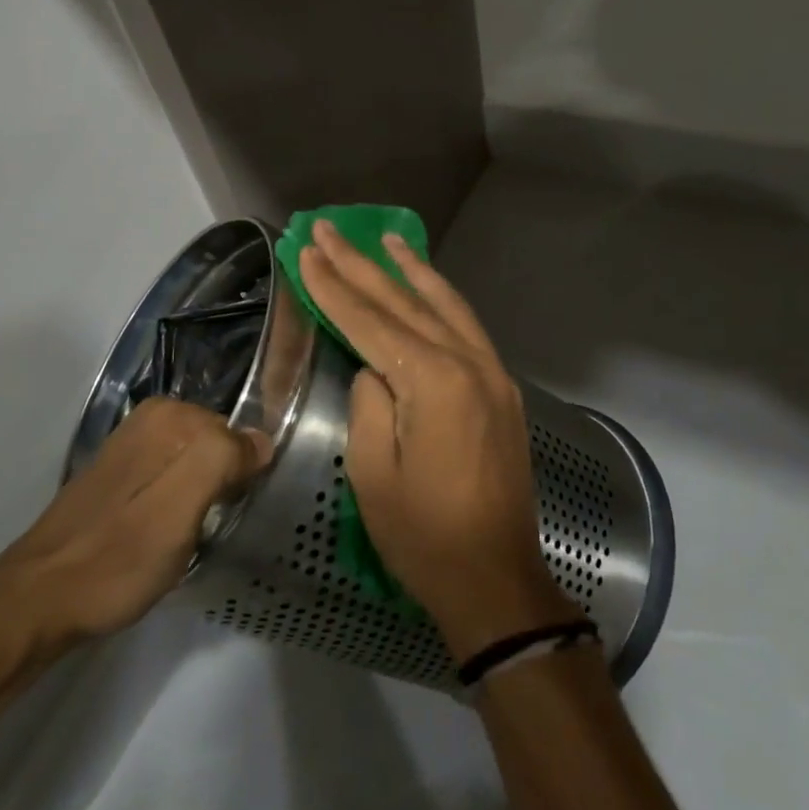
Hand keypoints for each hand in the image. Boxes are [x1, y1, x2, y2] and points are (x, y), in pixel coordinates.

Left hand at [0, 398, 266, 650]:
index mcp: (169, 415)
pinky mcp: (121, 477)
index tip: (228, 514)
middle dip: (223, 485)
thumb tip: (262, 441)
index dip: (241, 477)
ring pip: (197, 467)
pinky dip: (180, 506)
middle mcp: (151, 419)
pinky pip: (173, 480)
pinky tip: (164, 536)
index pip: (239, 435)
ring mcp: (133, 447)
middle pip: (218, 448)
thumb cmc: (118, 555)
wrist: (41, 599)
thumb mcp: (181, 506)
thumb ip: (223, 459)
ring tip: (187, 537)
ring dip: (201, 500)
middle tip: (206, 529)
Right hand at [299, 220, 579, 658]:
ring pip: (446, 306)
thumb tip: (374, 369)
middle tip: (328, 230)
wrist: (495, 579)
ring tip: (385, 239)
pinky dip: (442, 300)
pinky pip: (467, 329)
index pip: (370, 322)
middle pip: (405, 303)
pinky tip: (426, 287)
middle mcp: (469, 364)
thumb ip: (369, 404)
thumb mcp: (373, 473)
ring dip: (411, 271)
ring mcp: (493, 374)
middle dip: (362, 265)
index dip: (333, 287)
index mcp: (433, 383)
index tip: (306, 251)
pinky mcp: (502, 390)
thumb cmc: (424, 536)